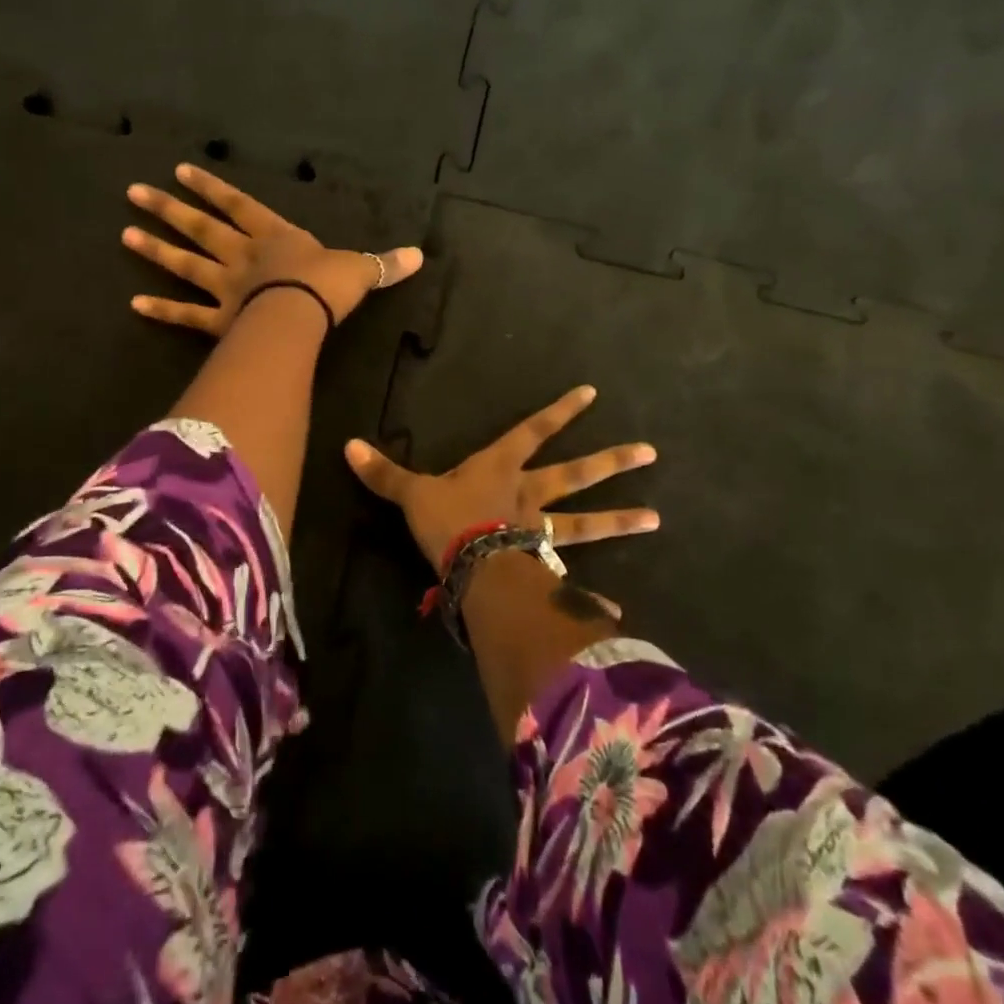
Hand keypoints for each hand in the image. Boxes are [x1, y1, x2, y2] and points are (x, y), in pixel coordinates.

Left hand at [123, 163, 423, 333]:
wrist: (303, 315)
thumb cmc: (327, 286)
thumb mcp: (360, 269)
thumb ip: (383, 264)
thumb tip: (420, 256)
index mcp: (274, 237)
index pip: (239, 205)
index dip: (212, 188)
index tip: (180, 171)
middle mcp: (244, 257)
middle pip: (201, 229)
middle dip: (169, 210)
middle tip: (134, 192)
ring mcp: (227, 288)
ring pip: (186, 265)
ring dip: (156, 250)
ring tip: (125, 234)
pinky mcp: (220, 322)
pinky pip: (187, 316)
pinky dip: (162, 311)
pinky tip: (134, 303)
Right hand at [343, 385, 659, 572]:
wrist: (470, 566)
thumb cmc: (446, 520)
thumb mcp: (412, 493)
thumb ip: (385, 473)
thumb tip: (347, 445)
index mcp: (500, 469)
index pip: (533, 432)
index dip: (559, 413)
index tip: (592, 395)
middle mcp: (528, 495)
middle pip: (575, 475)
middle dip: (610, 463)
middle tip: (650, 453)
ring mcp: (540, 532)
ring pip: (585, 523)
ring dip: (619, 521)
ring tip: (656, 519)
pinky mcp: (542, 567)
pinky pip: (570, 580)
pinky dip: (590, 595)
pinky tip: (616, 608)